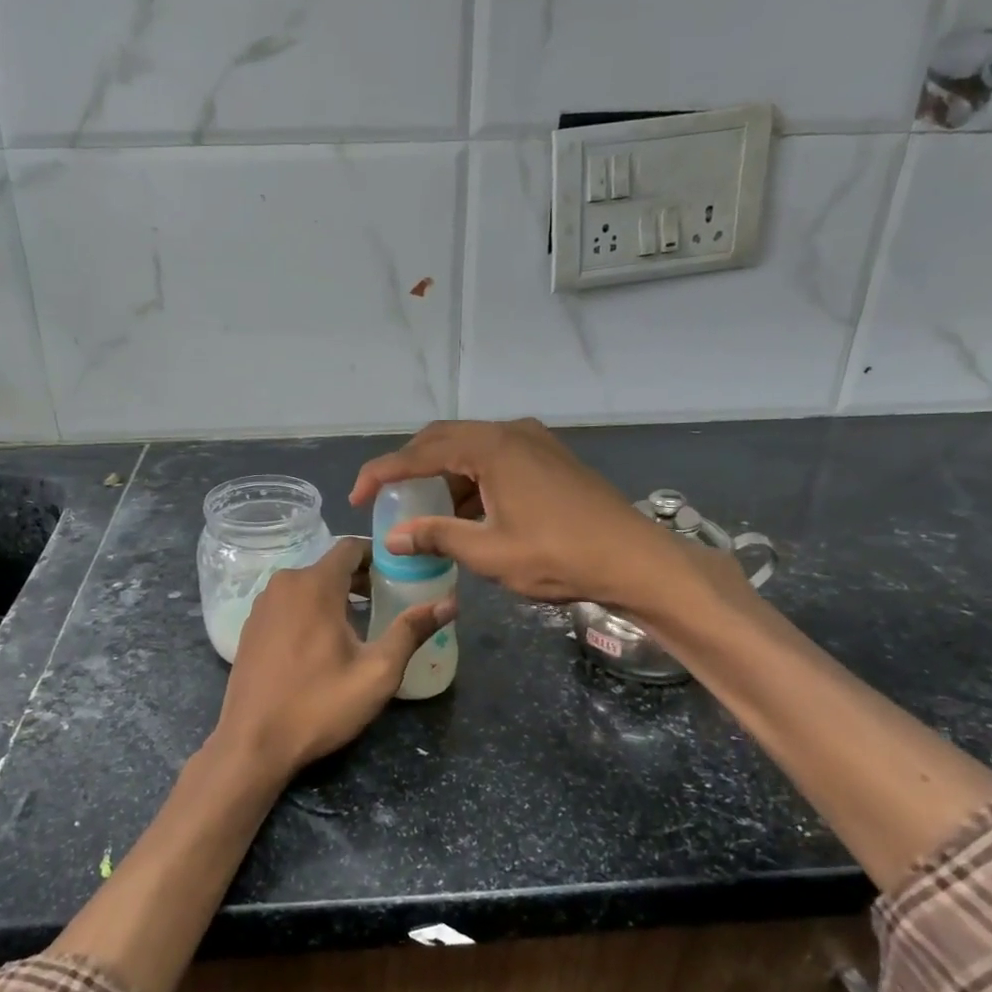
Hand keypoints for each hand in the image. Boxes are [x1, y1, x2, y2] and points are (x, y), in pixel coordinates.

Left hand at [210, 536, 453, 781]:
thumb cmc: (318, 705)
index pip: (351, 547)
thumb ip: (411, 631)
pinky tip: (325, 642)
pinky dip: (311, 610)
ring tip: (363, 624)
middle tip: (390, 602)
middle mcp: (284, 584)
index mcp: (314, 585)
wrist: (252, 743)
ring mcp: (262, 605)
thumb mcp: (376, 672)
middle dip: (362, 579)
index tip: (403, 574)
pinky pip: (289, 603)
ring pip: (308, 585)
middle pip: (330, 566)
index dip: (380, 556)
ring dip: (337, 595)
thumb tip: (450, 604)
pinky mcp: (251, 626)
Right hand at [352, 418, 729, 613]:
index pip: (420, 452)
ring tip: (425, 512)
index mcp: (492, 448)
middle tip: (387, 498)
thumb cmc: (558, 556)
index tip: (357, 496)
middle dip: (410, 467)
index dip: (382, 472)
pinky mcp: (550, 458)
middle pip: (443, 439)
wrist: (634, 559)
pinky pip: (495, 458)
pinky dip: (471, 480)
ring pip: (471, 448)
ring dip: (443, 475)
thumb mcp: (489, 553)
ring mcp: (535, 442)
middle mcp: (511, 432)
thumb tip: (393, 537)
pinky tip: (467, 512)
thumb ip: (437, 536)